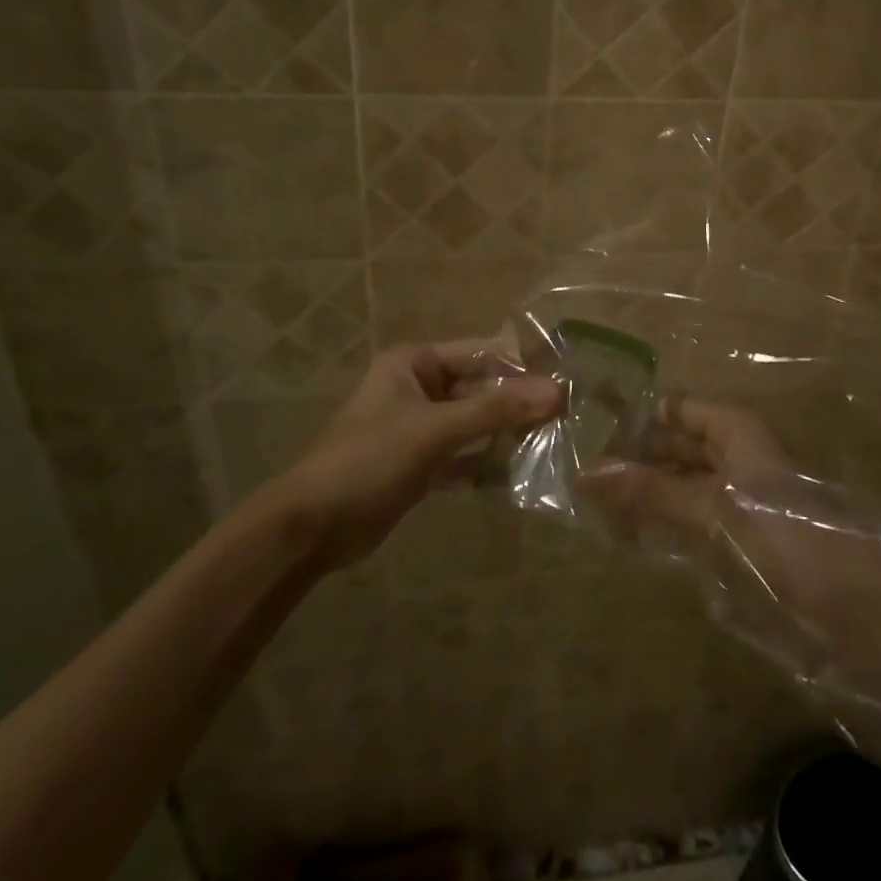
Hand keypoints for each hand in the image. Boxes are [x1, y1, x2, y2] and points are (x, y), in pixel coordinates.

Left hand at [278, 341, 559, 568]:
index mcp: (415, 364)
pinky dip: (486, 462)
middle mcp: (419, 388)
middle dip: (518, 403)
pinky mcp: (421, 463)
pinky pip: (463, 454)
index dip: (522, 364)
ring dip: (506, 433)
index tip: (567, 378)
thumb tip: (556, 392)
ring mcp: (420, 427)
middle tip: (568, 416)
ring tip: (554, 442)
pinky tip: (520, 473)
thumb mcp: (434, 430)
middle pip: (480, 388)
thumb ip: (495, 411)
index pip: (481, 353)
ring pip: (474, 423)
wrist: (312, 527)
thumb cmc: (368, 460)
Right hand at [584, 399, 880, 770]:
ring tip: (589, 503)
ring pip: (684, 488)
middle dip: (634, 454)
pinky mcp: (751, 552)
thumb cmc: (804, 548)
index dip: (636, 412)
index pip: (678, 407)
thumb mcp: (725, 512)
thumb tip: (589, 468)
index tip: (583, 423)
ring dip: (645, 494)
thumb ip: (659, 491)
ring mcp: (747, 508)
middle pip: (680, 446)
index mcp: (741, 434)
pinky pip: (696, 529)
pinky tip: (633, 541)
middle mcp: (742, 461)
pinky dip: (664, 529)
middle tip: (574, 467)